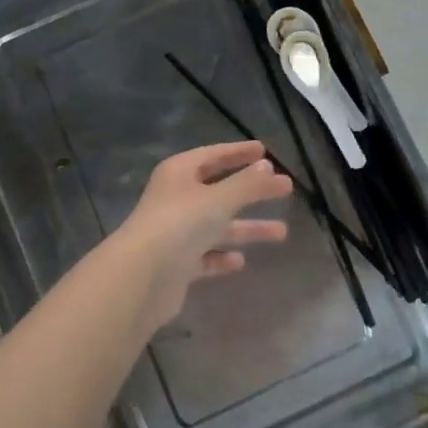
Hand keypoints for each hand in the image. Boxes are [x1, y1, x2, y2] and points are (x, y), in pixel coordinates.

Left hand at [112, 142, 291, 329]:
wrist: (141, 277)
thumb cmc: (180, 224)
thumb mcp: (219, 200)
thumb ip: (246, 184)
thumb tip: (267, 166)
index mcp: (179, 173)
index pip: (213, 155)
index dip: (238, 152)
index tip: (264, 150)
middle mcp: (176, 198)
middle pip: (220, 190)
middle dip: (252, 191)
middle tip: (286, 188)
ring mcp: (175, 232)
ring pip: (217, 225)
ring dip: (247, 227)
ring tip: (283, 232)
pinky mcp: (176, 263)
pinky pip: (205, 255)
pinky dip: (222, 256)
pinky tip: (240, 261)